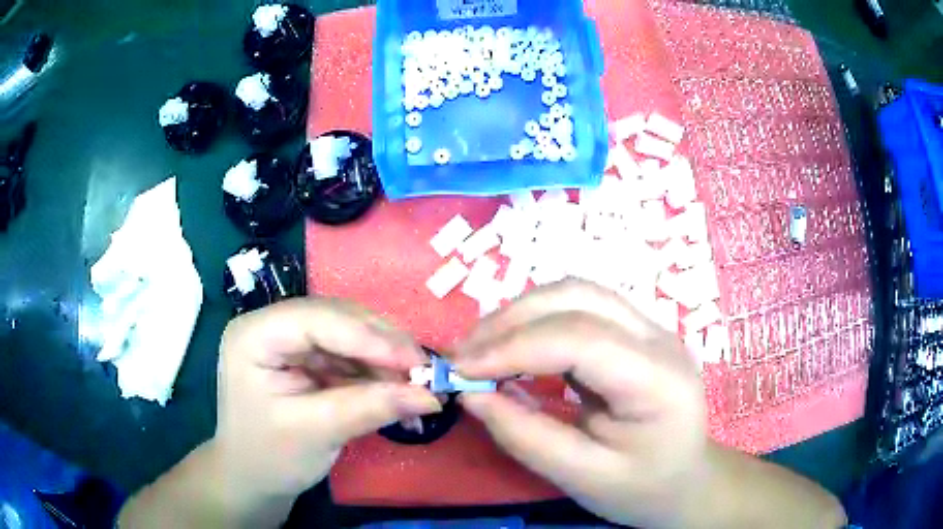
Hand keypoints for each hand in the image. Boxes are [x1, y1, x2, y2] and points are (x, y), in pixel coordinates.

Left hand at [213, 298, 440, 523]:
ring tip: (419, 386)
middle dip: (384, 345)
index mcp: (255, 335)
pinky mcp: (307, 358)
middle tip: (426, 372)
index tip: (417, 364)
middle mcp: (272, 325)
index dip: (369, 337)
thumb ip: (369, 408)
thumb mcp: (316, 433)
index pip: (317, 318)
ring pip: (350, 334)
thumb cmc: (269, 457)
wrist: (252, 477)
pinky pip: (351, 355)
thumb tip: (430, 395)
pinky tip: (400, 392)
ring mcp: (290, 340)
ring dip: (386, 360)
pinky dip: (378, 373)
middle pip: (337, 319)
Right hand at [454, 280, 844, 528]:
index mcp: (659, 379)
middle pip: (577, 298)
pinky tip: (515, 347)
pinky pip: (580, 308)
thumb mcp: (582, 478)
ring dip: (521, 313)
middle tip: (463, 358)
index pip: (580, 337)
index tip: (461, 371)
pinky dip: (537, 321)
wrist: (686, 481)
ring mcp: (650, 328)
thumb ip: (526, 437)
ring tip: (481, 349)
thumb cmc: (642, 489)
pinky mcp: (635, 332)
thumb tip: (472, 396)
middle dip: (510, 321)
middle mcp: (660, 337)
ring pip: (576, 292)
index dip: (513, 347)